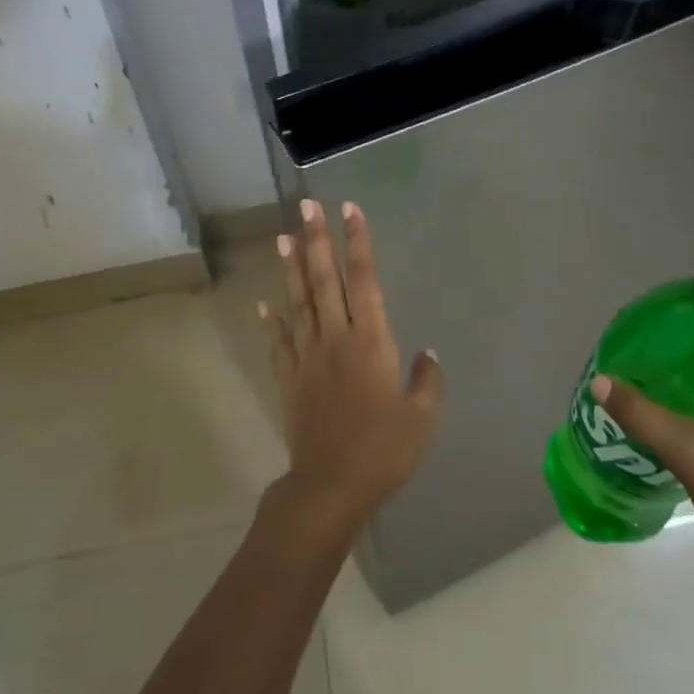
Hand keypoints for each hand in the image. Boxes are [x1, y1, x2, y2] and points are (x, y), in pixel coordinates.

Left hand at [260, 199, 441, 536]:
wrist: (330, 487)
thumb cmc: (383, 451)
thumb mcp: (421, 418)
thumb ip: (427, 381)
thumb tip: (428, 353)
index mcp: (370, 342)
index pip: (363, 280)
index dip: (357, 243)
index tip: (349, 210)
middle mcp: (335, 339)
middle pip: (323, 280)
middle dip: (317, 240)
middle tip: (307, 206)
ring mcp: (307, 357)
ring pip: (298, 303)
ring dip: (291, 268)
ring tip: (285, 237)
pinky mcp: (290, 380)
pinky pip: (279, 343)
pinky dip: (271, 322)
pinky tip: (264, 304)